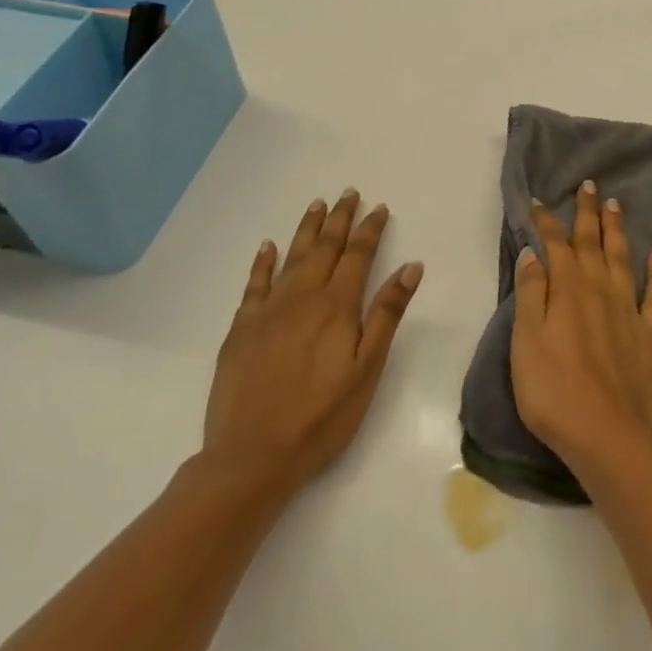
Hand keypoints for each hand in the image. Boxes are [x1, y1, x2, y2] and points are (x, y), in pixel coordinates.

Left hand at [200, 190, 422, 502]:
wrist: (251, 457)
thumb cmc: (321, 417)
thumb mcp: (367, 369)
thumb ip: (387, 314)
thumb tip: (411, 266)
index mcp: (337, 306)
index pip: (358, 255)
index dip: (370, 229)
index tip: (379, 207)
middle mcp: (302, 297)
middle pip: (324, 247)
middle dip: (339, 219)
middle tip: (348, 193)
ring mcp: (267, 311)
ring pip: (291, 257)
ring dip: (306, 229)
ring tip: (316, 205)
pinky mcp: (240, 330)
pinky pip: (254, 284)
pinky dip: (263, 262)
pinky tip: (268, 247)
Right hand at [510, 180, 651, 470]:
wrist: (606, 435)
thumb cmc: (553, 391)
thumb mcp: (526, 342)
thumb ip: (530, 294)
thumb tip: (532, 253)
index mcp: (567, 291)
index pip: (556, 246)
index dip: (547, 222)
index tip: (540, 201)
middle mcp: (600, 290)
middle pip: (592, 243)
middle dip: (588, 213)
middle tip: (590, 185)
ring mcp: (628, 310)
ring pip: (622, 258)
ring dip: (617, 230)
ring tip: (616, 204)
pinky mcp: (650, 334)